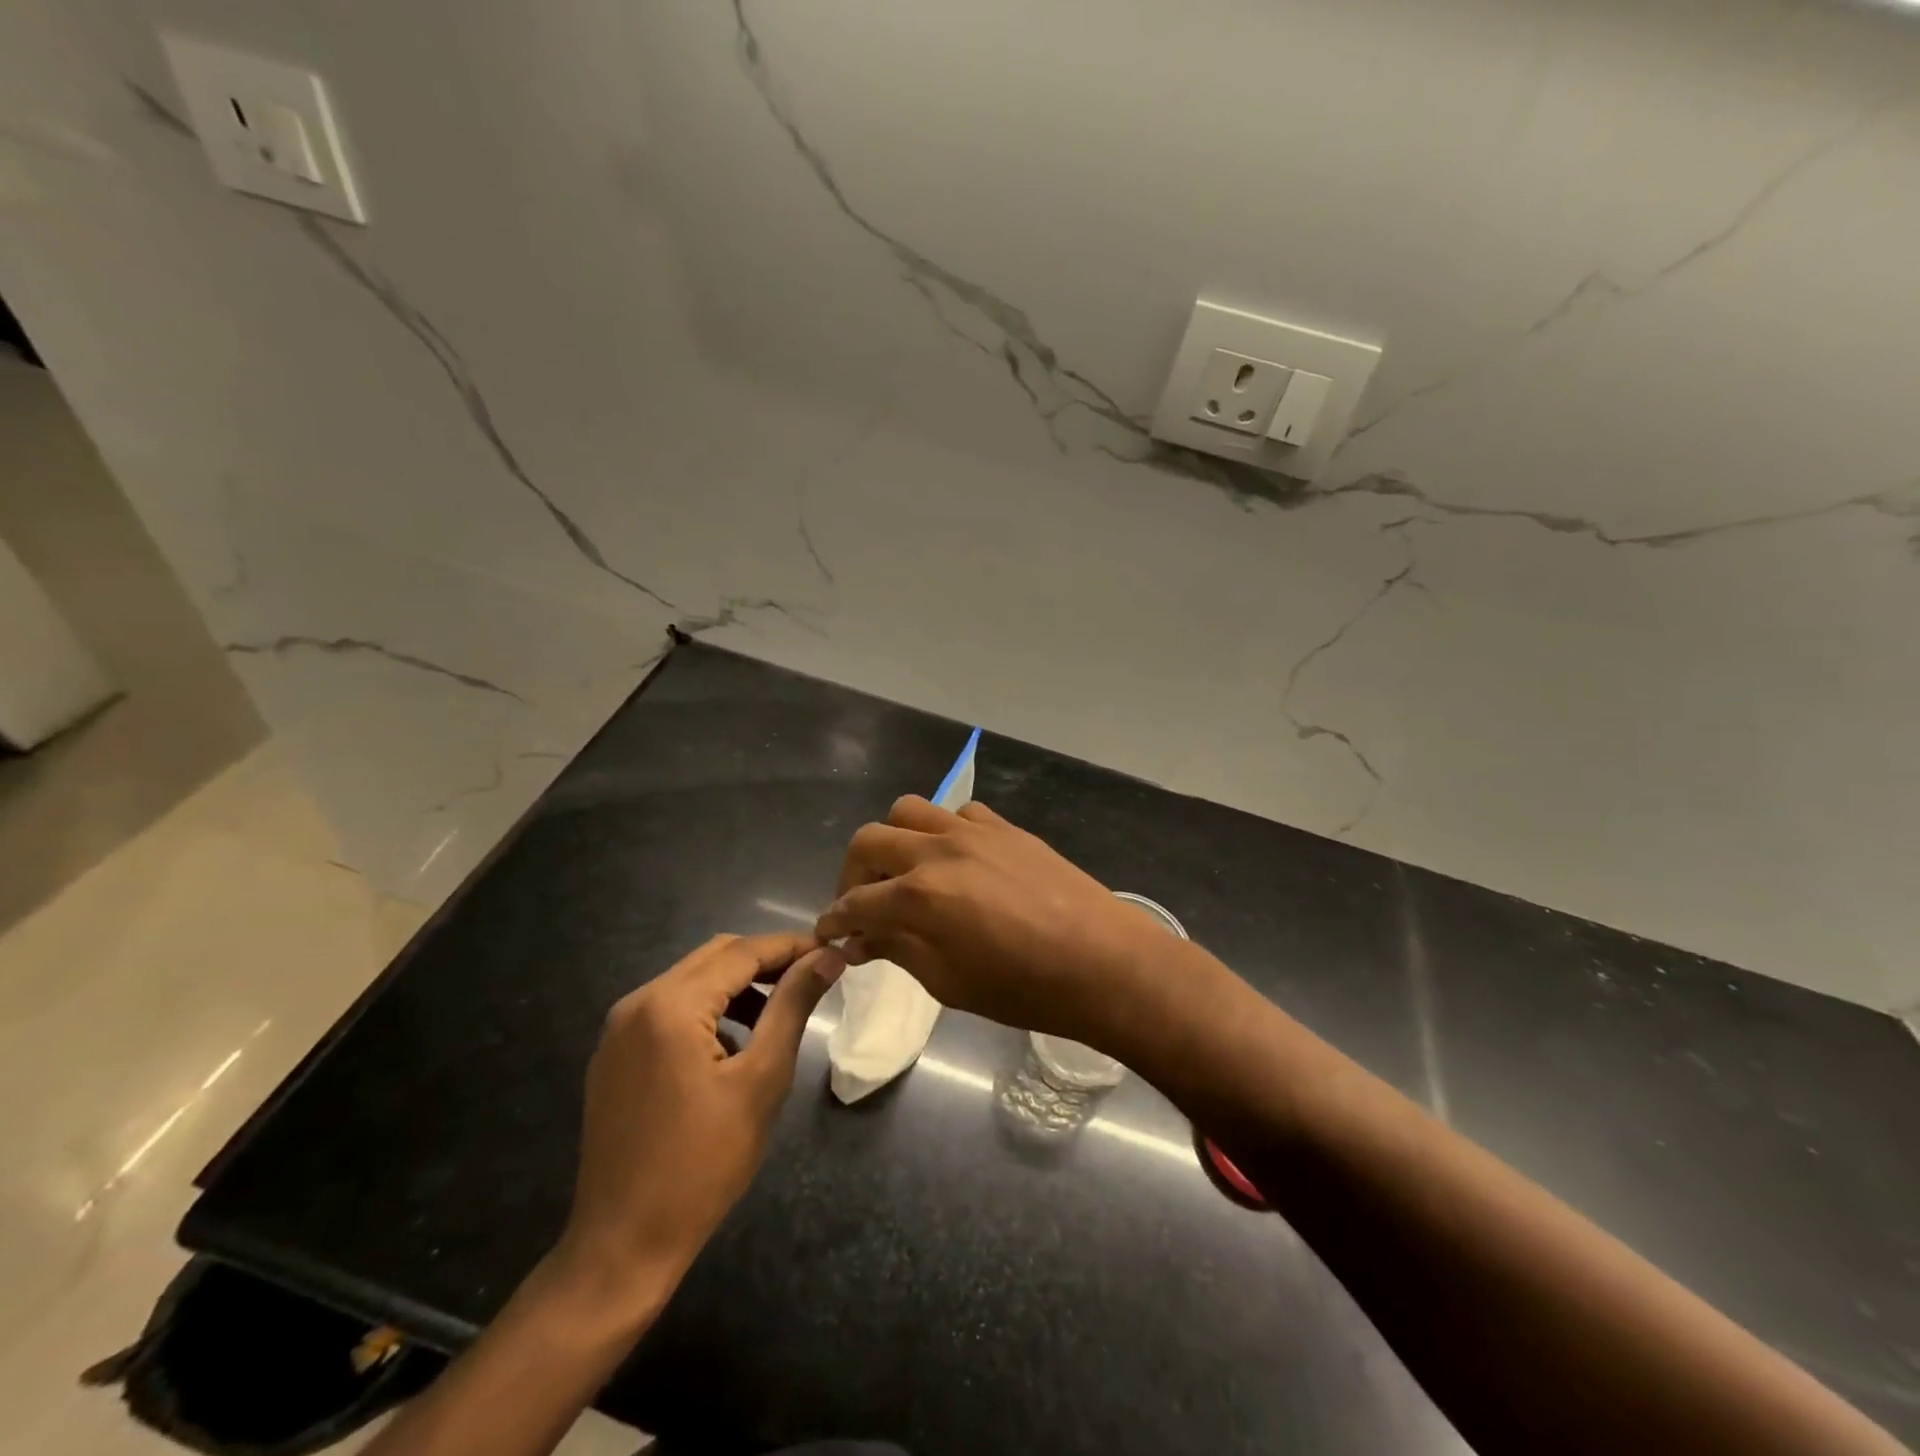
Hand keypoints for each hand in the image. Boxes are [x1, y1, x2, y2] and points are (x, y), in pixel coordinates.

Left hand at [553, 932, 842, 1323]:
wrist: (623, 1246)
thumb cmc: (704, 1163)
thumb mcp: (762, 1079)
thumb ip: (793, 1006)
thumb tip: (828, 957)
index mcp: (670, 1005)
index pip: (742, 952)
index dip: (791, 946)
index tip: (832, 949)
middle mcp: (637, 1003)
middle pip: (714, 957)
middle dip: (766, 960)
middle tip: (812, 975)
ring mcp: (618, 1029)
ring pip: (691, 980)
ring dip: (738, 984)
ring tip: (780, 1007)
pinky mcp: (614, 1055)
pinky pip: (669, 1009)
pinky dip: (709, 1008)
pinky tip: (735, 1041)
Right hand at [815, 796, 1197, 1052]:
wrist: (1103, 962)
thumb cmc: (1025, 988)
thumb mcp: (950, 982)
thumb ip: (898, 950)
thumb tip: (861, 938)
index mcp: (919, 896)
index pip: (855, 903)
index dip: (834, 920)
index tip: (828, 933)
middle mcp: (938, 850)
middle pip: (869, 840)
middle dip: (853, 873)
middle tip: (863, 904)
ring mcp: (974, 831)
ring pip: (909, 811)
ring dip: (894, 841)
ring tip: (905, 873)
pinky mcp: (1005, 827)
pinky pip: (958, 813)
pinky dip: (942, 832)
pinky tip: (956, 861)